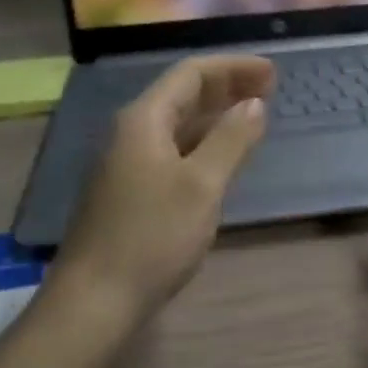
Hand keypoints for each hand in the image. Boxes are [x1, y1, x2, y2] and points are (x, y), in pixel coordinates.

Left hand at [47, 55, 274, 331]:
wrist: (95, 300)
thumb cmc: (152, 237)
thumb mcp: (202, 185)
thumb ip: (231, 139)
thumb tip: (255, 103)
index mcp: (144, 120)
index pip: (191, 74)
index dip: (233, 67)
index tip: (272, 72)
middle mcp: (130, 133)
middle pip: (182, 95)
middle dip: (226, 87)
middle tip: (269, 90)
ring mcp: (126, 164)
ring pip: (177, 124)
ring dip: (215, 115)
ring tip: (252, 117)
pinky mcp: (129, 192)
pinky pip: (172, 150)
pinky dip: (202, 143)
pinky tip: (221, 158)